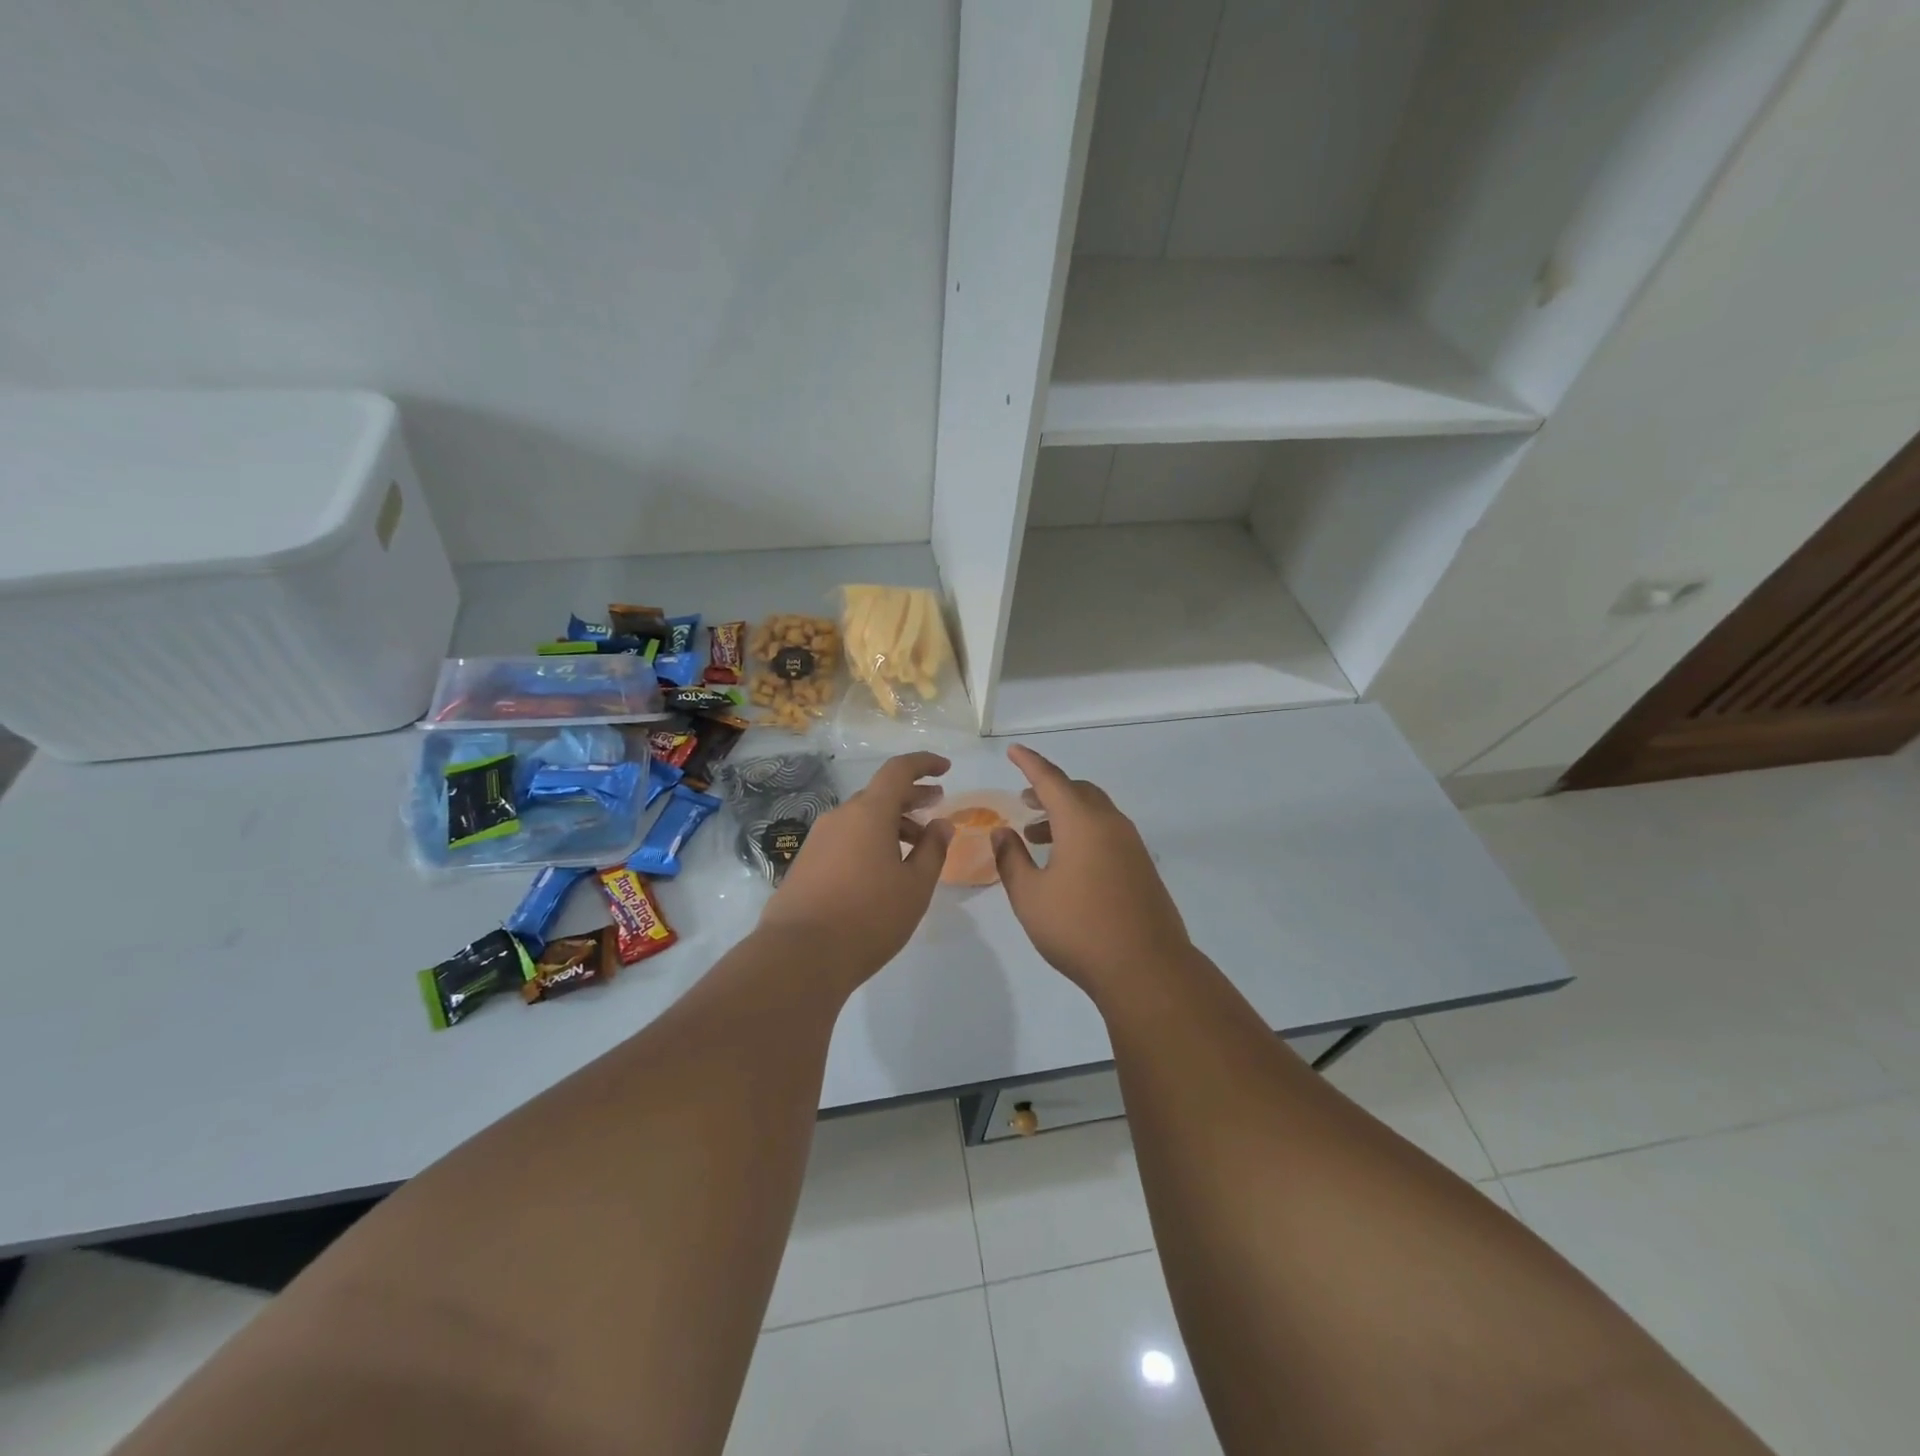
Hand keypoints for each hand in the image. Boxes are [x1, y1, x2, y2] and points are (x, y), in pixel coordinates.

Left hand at [757, 751, 953, 985]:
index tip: (946, 769)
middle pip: (879, 795)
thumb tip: (941, 824)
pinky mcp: (805, 863)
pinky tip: (882, 870)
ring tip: (915, 848)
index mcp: (869, 813)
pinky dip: (870, 841)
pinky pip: (845, 839)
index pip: (898, 771)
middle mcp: (840, 817)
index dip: (924, 764)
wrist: (799, 956)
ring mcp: (818, 840)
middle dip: (911, 797)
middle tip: (937, 806)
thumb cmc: (869, 917)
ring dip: (892, 824)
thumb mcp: (915, 886)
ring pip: (861, 819)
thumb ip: (933, 850)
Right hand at [992, 744, 1192, 1000]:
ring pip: (1095, 812)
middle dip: (1049, 790)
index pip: (1050, 779)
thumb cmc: (1078, 928)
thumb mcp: (1030, 896)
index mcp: (1082, 822)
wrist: (1146, 969)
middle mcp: (1110, 824)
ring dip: (1066, 814)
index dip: (1029, 763)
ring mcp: (1131, 845)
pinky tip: (1067, 862)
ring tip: (1037, 836)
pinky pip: (1108, 833)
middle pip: (1078, 791)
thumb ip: (1011, 859)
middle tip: (1025, 802)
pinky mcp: (1142, 867)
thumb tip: (1002, 832)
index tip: (1014, 751)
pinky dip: (1083, 832)